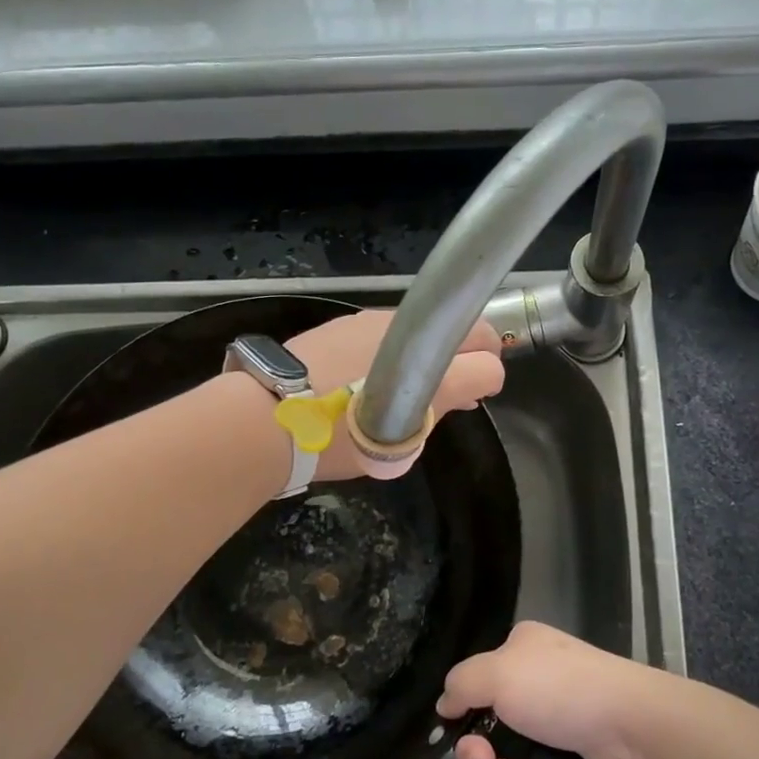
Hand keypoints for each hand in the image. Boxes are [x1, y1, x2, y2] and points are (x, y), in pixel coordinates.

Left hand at [284, 310, 504, 483]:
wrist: (268, 417)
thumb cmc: (340, 435)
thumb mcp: (405, 432)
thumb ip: (448, 400)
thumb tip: (474, 384)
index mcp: (425, 358)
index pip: (484, 352)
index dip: (489, 372)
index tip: (478, 394)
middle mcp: (404, 329)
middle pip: (455, 330)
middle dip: (467, 355)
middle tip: (457, 390)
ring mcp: (370, 322)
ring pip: (420, 331)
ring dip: (428, 353)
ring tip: (410, 388)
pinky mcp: (343, 323)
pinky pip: (385, 333)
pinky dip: (394, 351)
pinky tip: (372, 377)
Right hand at [436, 622, 665, 758]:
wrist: (632, 728)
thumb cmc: (560, 689)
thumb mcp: (497, 673)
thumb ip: (461, 684)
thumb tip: (443, 703)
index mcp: (520, 650)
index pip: (477, 681)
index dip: (463, 712)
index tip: (458, 734)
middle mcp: (535, 682)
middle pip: (488, 725)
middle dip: (478, 753)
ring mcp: (555, 723)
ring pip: (507, 757)